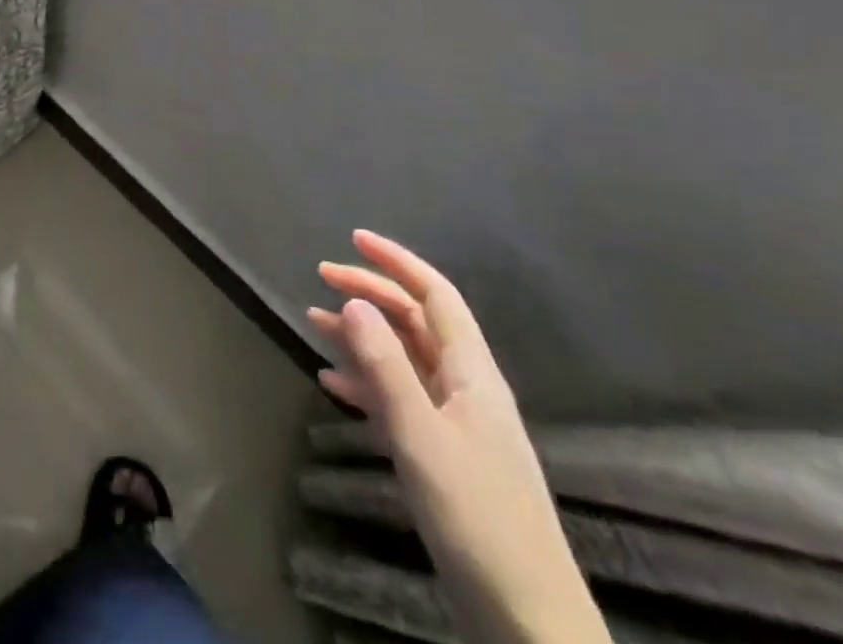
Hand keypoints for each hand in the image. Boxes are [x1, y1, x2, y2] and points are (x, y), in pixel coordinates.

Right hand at [310, 231, 610, 643]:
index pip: (435, 296)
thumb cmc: (477, 518)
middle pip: (416, 321)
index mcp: (472, 373)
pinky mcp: (445, 454)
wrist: (528, 620)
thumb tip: (354, 301)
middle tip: (321, 277)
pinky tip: (333, 382)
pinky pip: (399, 398)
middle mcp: (465, 386)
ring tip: (315, 322)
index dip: (397, 262)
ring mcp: (456, 422)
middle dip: (371, 293)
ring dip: (362, 335)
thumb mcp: (422, 438)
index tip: (354, 238)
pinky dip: (365, 382)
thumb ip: (386, 368)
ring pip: (404, 358)